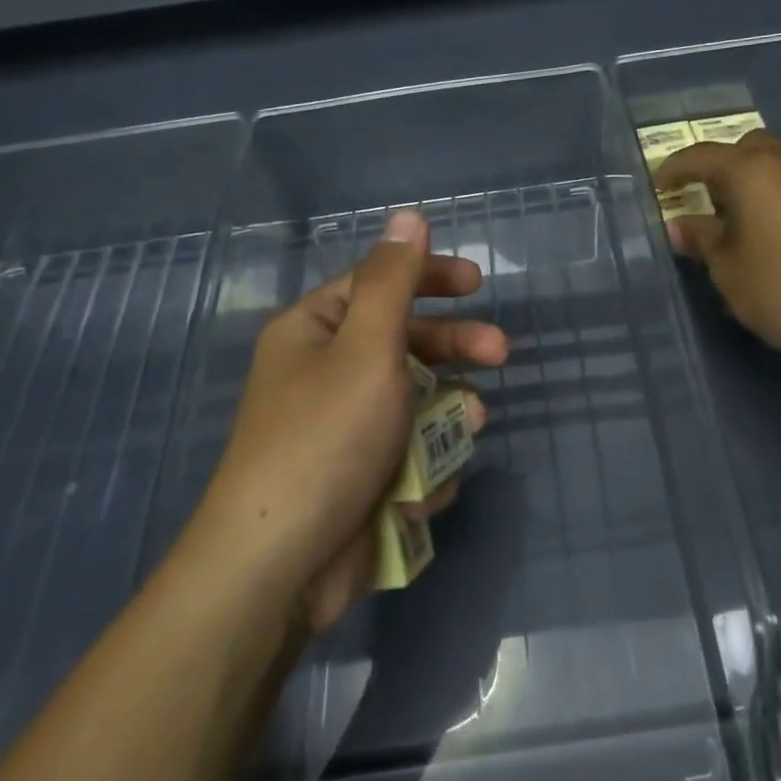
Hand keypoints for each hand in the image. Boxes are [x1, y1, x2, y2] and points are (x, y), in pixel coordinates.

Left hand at [190, 210, 508, 632]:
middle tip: (500, 355)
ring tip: (461, 435)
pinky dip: (422, 470)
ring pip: (418, 406)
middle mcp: (326, 374)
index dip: (431, 277)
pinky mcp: (360, 479)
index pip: (379, 284)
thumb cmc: (325, 439)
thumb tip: (408, 215)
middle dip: (455, 352)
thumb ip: (393, 281)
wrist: (280, 565)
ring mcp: (344, 431)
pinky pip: (409, 456)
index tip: (479, 283)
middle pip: (407, 344)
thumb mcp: (366, 348)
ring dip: (444, 420)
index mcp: (316, 331)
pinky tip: (415, 492)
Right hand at [656, 130, 780, 375]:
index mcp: (752, 171)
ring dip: (762, 178)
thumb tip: (680, 226)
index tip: (659, 186)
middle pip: (748, 147)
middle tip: (712, 201)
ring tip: (753, 215)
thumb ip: (702, 239)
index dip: (675, 169)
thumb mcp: (728, 269)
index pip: (701, 157)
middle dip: (724, 167)